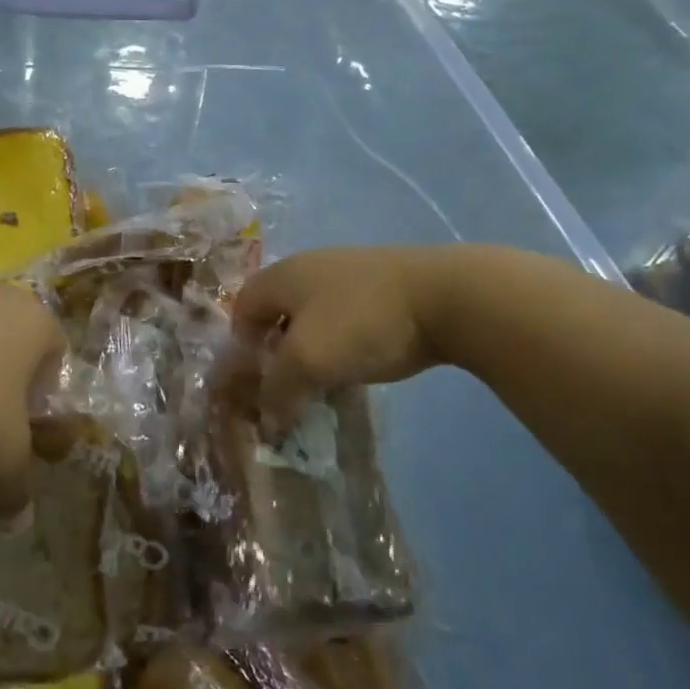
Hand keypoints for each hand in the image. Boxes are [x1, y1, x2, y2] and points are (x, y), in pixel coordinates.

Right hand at [232, 246, 459, 434]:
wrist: (449, 297)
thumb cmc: (361, 322)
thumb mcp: (307, 361)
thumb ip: (277, 390)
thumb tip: (267, 422)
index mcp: (283, 275)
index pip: (242, 306)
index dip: (240, 344)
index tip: (255, 379)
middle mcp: (311, 266)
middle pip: (277, 309)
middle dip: (276, 349)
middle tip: (287, 383)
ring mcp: (351, 272)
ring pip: (314, 314)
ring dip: (311, 347)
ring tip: (324, 378)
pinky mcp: (385, 285)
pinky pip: (347, 316)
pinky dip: (343, 340)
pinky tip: (360, 361)